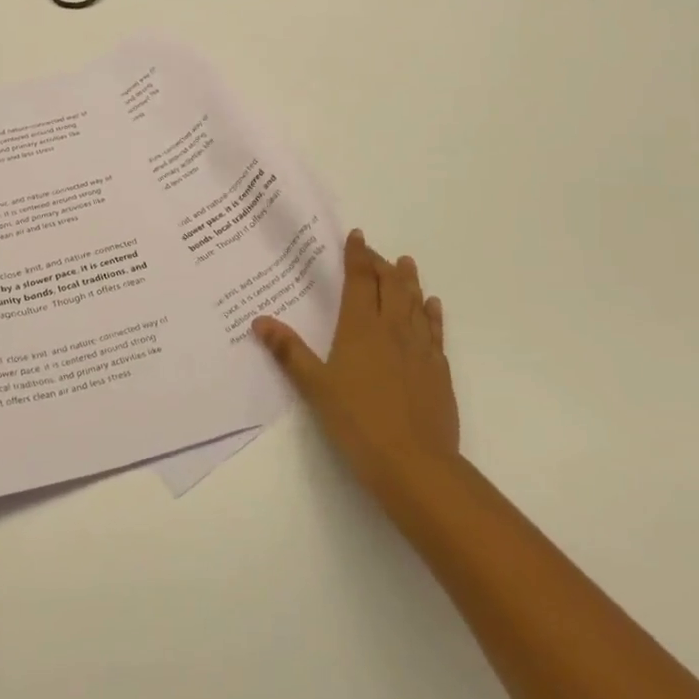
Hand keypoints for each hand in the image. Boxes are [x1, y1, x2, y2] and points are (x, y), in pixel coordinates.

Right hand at [253, 230, 459, 505]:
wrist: (415, 463)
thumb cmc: (358, 421)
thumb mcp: (315, 387)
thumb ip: (289, 352)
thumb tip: (260, 321)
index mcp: (361, 328)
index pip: (360, 281)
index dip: (358, 256)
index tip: (357, 235)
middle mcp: (393, 330)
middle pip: (390, 286)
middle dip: (381, 265)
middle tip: (374, 251)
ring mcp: (420, 349)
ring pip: (415, 304)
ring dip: (409, 282)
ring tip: (406, 264)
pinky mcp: (438, 370)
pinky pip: (435, 331)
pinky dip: (432, 314)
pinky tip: (432, 306)